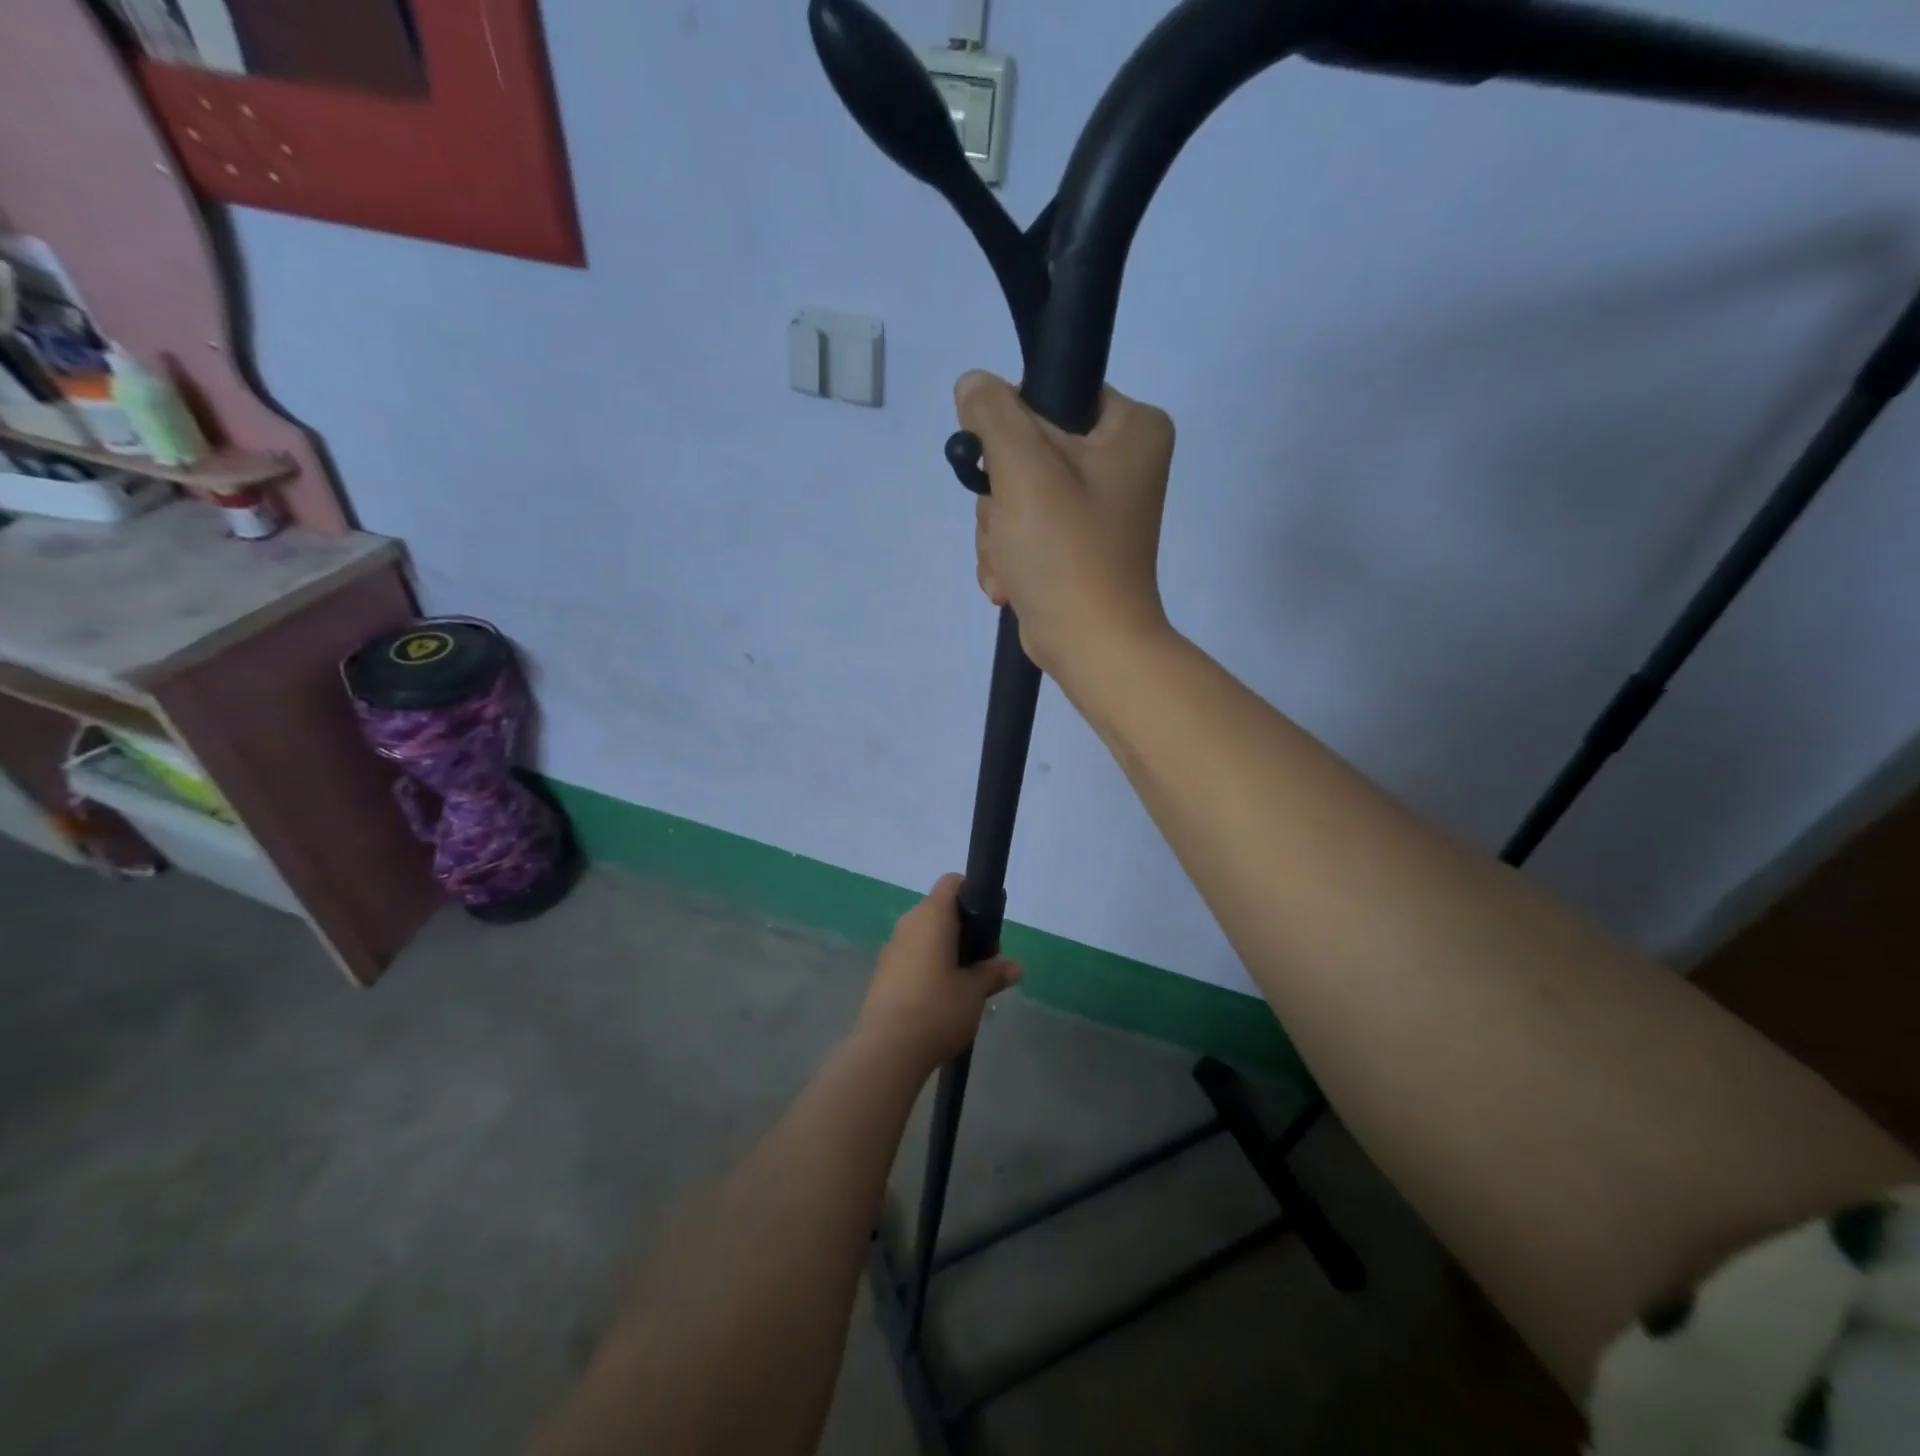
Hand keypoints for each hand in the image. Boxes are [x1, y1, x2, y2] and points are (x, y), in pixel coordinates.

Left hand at [854, 874, 1021, 1070]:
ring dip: (946, 949)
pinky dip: (929, 965)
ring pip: (925, 935)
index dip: (973, 893)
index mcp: (932, 916)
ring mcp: (892, 948)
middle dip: (965, 929)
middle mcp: (909, 923)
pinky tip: (941, 997)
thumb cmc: (937, 1009)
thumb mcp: (974, 992)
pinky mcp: (883, 972)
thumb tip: (1016, 967)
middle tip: (985, 960)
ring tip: (966, 983)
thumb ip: (994, 973)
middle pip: (940, 910)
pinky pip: (912, 955)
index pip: (952, 883)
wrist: (887, 1050)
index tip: (989, 922)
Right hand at [958, 370, 1175, 679]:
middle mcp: (1121, 463)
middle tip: (1011, 529)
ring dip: (1000, 534)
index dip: (1014, 428)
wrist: (1091, 645)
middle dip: (1003, 499)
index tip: (1002, 468)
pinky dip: (1011, 557)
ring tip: (1013, 566)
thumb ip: (993, 413)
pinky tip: (1012, 583)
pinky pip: (1025, 531)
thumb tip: (973, 385)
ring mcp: (1097, 509)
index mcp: (1132, 429)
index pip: (1055, 395)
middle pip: (1029, 452)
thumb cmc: (1067, 552)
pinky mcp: (1076, 546)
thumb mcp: (1024, 468)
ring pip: (1018, 496)